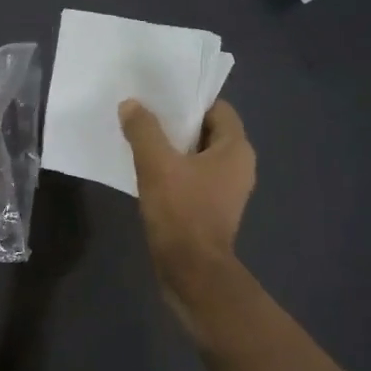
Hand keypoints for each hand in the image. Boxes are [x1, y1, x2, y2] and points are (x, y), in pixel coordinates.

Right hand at [119, 99, 256, 313]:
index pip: (218, 109)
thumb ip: (143, 130)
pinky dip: (174, 171)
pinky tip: (147, 172)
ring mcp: (226, 190)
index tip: (160, 98)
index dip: (190, 101)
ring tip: (140, 140)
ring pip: (198, 156)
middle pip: (207, 131)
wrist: (191, 272)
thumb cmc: (181, 212)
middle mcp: (238, 166)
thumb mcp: (156, 165)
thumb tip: (131, 104)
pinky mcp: (212, 209)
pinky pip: (193, 178)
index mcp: (236, 149)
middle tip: (144, 115)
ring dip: (173, 148)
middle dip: (177, 124)